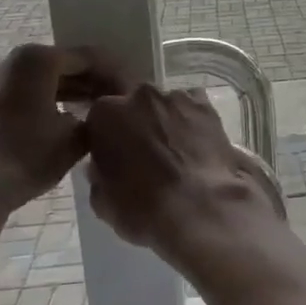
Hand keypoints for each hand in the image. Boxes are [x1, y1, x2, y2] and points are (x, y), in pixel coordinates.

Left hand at [0, 45, 124, 222]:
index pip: (87, 58)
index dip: (113, 74)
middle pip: (62, 64)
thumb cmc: (29, 156)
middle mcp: (11, 58)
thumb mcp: (77, 137)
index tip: (130, 90)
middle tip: (114, 100)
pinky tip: (62, 116)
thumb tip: (103, 111)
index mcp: (37, 58)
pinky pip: (22, 89)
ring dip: (67, 90)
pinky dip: (44, 98)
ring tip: (92, 109)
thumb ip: (97, 115)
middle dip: (89, 81)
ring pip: (40, 77)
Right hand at [85, 84, 279, 265]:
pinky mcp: (206, 106)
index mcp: (106, 114)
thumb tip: (102, 165)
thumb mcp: (102, 200)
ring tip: (176, 152)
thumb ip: (99, 174)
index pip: (100, 118)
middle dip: (137, 123)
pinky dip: (193, 122)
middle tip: (146, 153)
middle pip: (134, 105)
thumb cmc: (142, 208)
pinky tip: (198, 145)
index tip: (114, 155)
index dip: (107, 137)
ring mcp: (176, 98)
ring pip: (165, 105)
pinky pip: (194, 109)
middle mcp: (140, 96)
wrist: (198, 207)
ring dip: (166, 121)